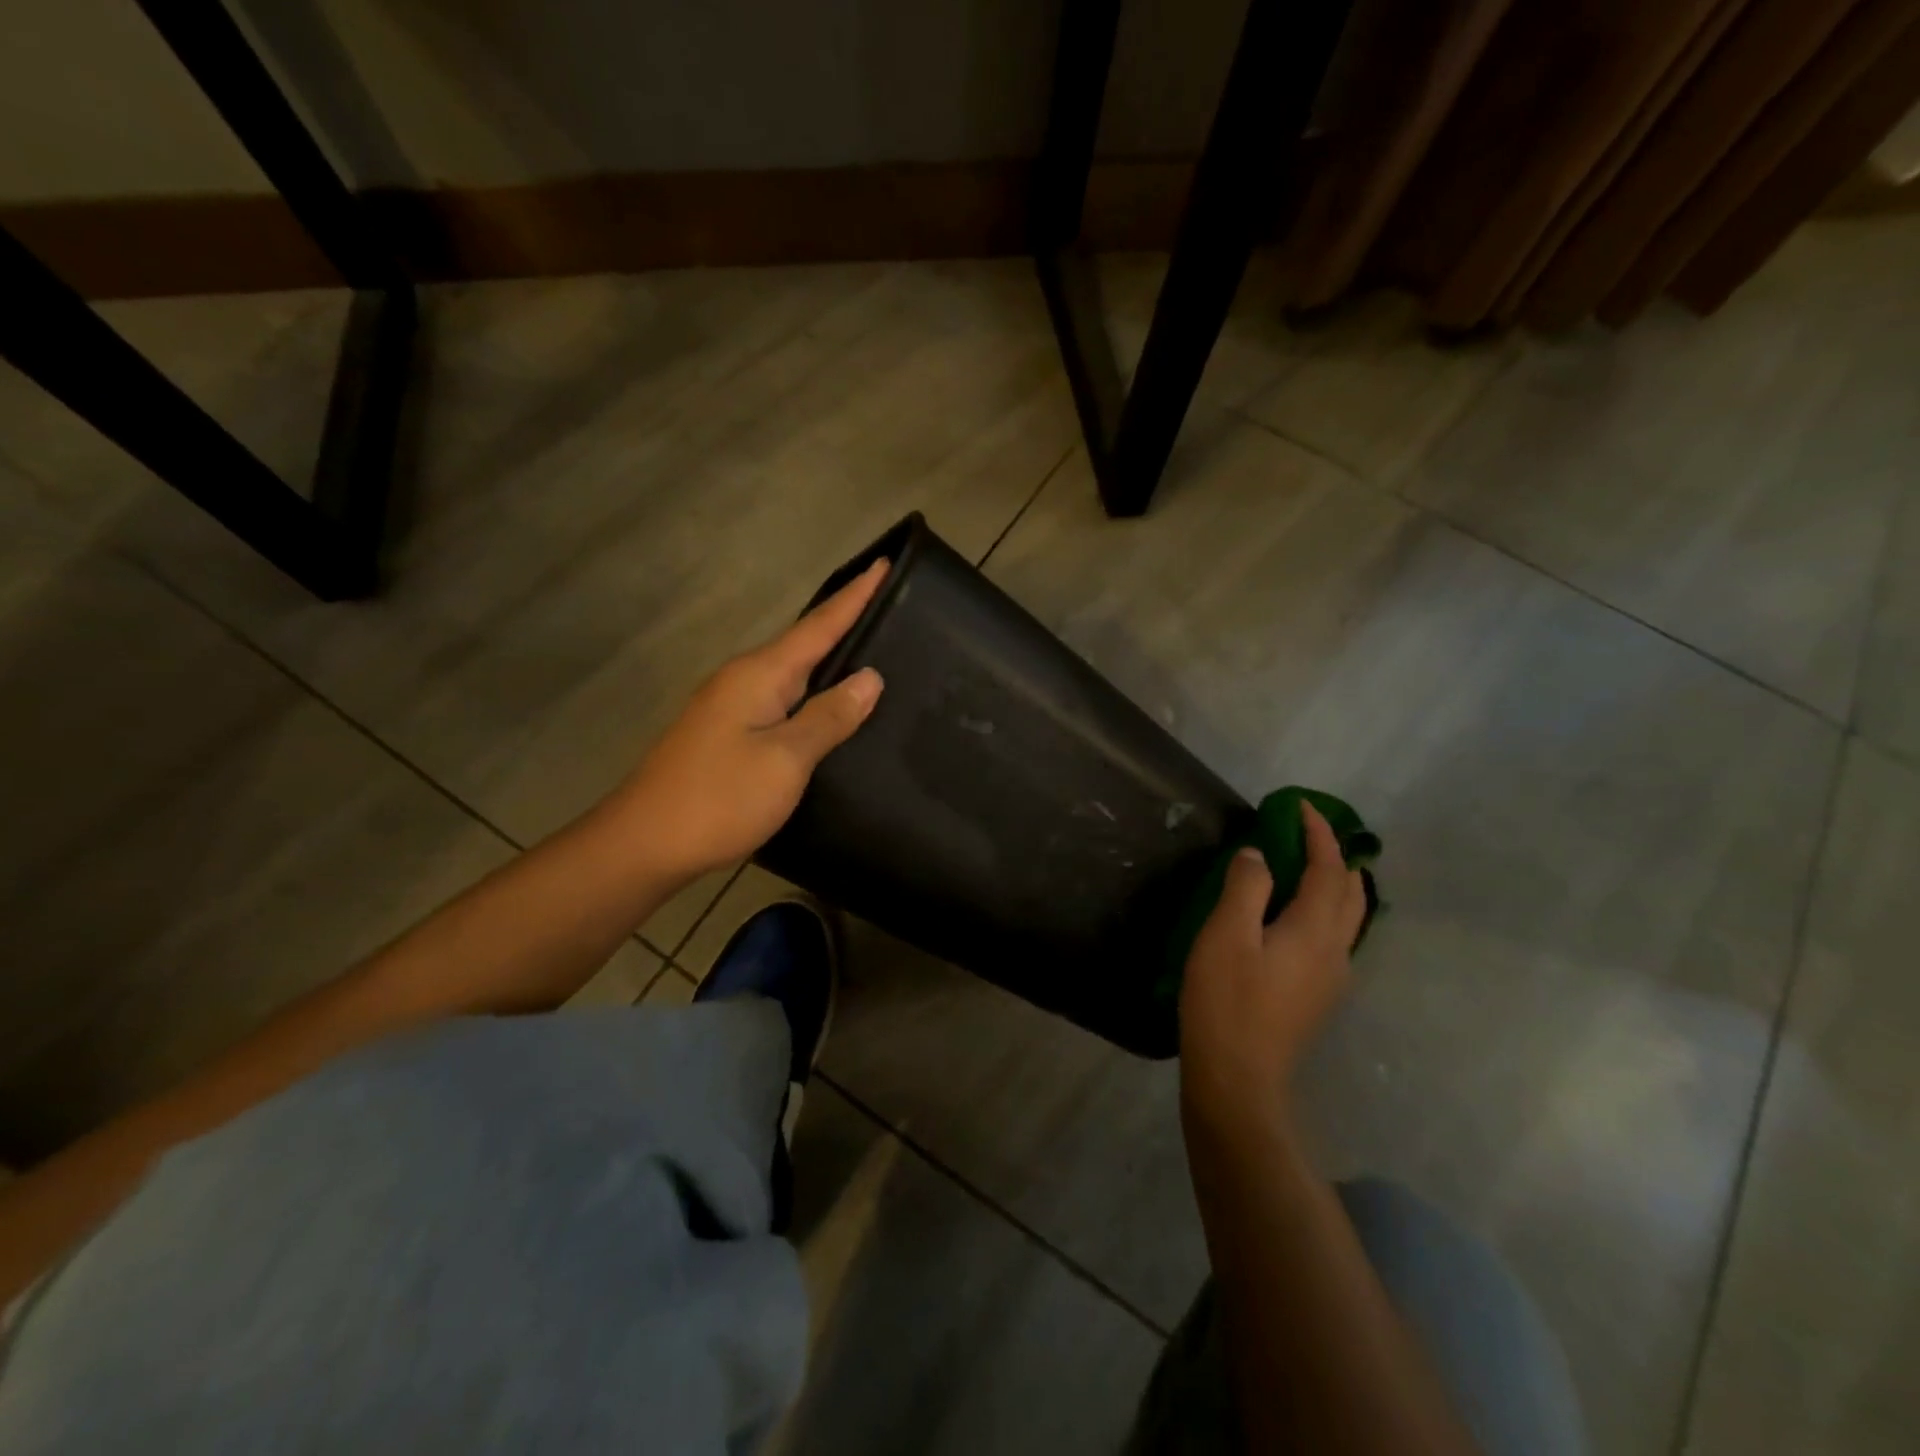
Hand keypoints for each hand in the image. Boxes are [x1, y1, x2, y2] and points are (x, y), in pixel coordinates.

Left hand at [611, 560, 887, 883]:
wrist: (645, 843)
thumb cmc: (719, 798)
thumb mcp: (785, 759)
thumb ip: (829, 716)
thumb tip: (869, 677)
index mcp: (760, 675)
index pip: (819, 626)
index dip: (854, 597)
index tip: (884, 563)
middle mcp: (743, 680)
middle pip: (804, 642)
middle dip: (844, 621)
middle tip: (890, 605)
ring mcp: (731, 706)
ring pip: (792, 672)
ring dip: (828, 658)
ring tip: (870, 650)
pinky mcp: (727, 733)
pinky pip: (781, 698)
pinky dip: (810, 691)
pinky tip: (827, 704)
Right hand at [1180, 801, 1366, 1133]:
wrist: (1237, 1077)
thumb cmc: (1227, 1001)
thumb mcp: (1226, 935)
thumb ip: (1246, 887)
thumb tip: (1259, 854)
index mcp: (1315, 930)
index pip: (1329, 869)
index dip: (1319, 834)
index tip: (1301, 805)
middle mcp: (1336, 951)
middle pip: (1351, 893)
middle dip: (1337, 857)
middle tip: (1310, 832)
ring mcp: (1331, 978)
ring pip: (1347, 918)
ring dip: (1334, 883)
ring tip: (1307, 866)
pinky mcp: (1317, 996)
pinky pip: (1333, 937)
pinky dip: (1324, 909)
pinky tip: (1295, 916)